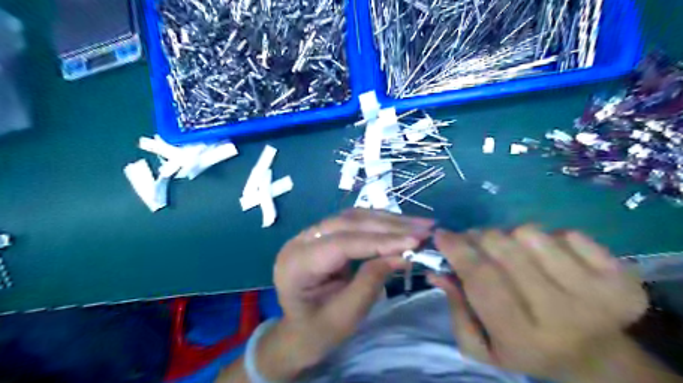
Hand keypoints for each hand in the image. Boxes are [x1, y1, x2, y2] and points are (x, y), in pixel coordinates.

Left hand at [263, 210, 431, 379]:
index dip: (380, 241)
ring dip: (388, 220)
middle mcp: (300, 240)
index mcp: (297, 263)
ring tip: (419, 224)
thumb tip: (403, 254)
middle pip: (348, 223)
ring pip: (353, 217)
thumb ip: (371, 281)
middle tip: (424, 228)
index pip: (342, 243)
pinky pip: (354, 223)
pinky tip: (400, 226)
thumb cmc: (317, 332)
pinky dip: (379, 224)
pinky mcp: (324, 235)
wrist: (296, 333)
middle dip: (389, 225)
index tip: (415, 242)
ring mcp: (311, 234)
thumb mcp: (345, 316)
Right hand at [428, 228, 646, 379]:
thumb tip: (437, 270)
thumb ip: (456, 308)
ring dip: (510, 237)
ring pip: (529, 233)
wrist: (594, 357)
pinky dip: (548, 238)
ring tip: (512, 252)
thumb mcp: (480, 346)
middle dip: (477, 237)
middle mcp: (562, 314)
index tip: (441, 234)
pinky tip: (549, 258)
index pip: (481, 278)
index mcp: (523, 337)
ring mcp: (596, 292)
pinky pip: (565, 232)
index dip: (457, 250)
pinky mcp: (620, 275)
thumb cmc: (525, 350)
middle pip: (502, 247)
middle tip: (473, 242)